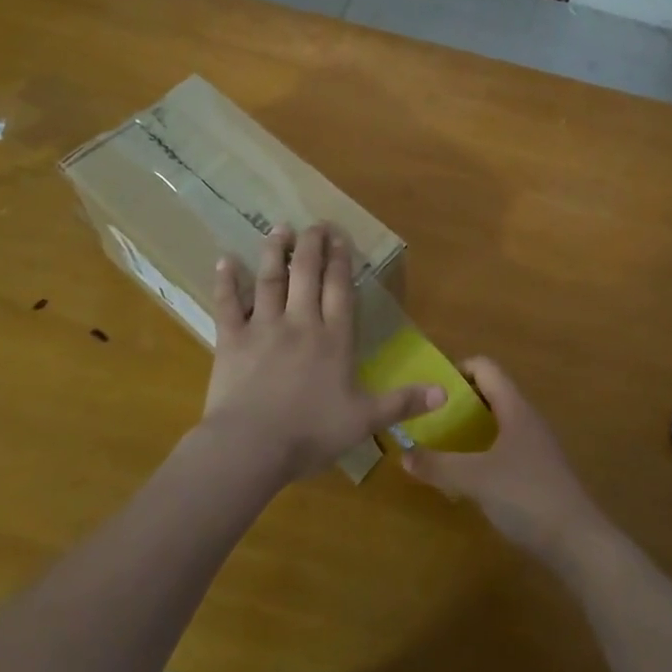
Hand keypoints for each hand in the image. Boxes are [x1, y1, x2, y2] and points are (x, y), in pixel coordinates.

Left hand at [200, 223, 442, 485]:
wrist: (251, 447)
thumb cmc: (311, 433)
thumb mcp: (365, 420)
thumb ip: (403, 402)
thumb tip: (446, 392)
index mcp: (334, 338)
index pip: (340, 289)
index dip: (340, 260)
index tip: (339, 235)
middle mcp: (301, 323)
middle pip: (306, 274)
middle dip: (311, 245)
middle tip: (314, 224)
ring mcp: (263, 328)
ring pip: (270, 280)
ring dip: (274, 252)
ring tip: (279, 229)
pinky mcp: (231, 341)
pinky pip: (227, 305)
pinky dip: (226, 281)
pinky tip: (224, 260)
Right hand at [400, 357, 610, 570]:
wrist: (577, 541)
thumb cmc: (525, 496)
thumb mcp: (474, 479)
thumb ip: (438, 464)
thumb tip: (403, 453)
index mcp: (515, 408)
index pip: (485, 368)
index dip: (457, 370)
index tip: (430, 388)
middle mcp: (527, 418)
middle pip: (490, 394)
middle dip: (459, 402)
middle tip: (428, 418)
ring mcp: (535, 445)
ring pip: (497, 423)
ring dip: (469, 429)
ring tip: (440, 445)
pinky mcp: (538, 471)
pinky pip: (504, 448)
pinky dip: (482, 452)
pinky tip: (466, 476)